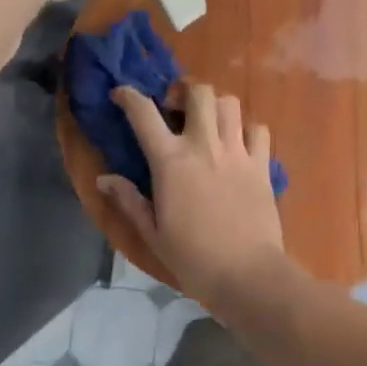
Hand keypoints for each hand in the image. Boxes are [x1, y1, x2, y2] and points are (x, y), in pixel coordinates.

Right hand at [100, 83, 288, 309]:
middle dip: (186, 91)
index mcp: (171, 161)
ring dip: (216, 106)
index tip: (121, 94)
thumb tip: (103, 179)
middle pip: (199, 92)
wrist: (247, 274)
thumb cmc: (193, 258)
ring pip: (230, 104)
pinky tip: (240, 144)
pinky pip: (258, 129)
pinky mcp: (262, 165)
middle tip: (177, 108)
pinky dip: (248, 129)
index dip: (129, 96)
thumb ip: (129, 201)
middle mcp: (204, 146)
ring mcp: (237, 152)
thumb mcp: (152, 233)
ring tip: (209, 123)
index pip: (144, 113)